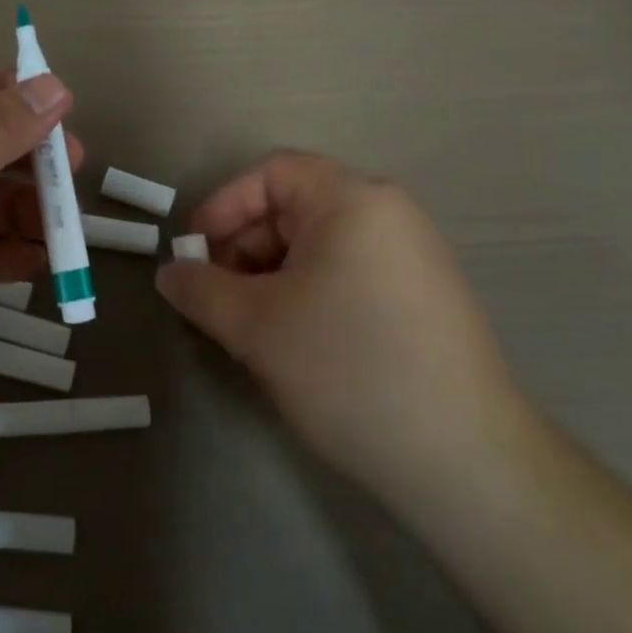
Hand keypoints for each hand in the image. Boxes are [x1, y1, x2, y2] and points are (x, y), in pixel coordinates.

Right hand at [155, 151, 524, 504]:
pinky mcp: (425, 298)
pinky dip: (308, 292)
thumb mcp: (254, 325)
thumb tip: (169, 273)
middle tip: (217, 297)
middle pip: (295, 207)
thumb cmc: (346, 368)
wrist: (462, 459)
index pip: (271, 174)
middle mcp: (389, 215)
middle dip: (244, 246)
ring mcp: (414, 257)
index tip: (193, 254)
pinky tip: (296, 342)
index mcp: (352, 201)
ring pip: (319, 245)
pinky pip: (349, 272)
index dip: (222, 206)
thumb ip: (200, 289)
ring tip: (251, 326)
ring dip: (271, 274)